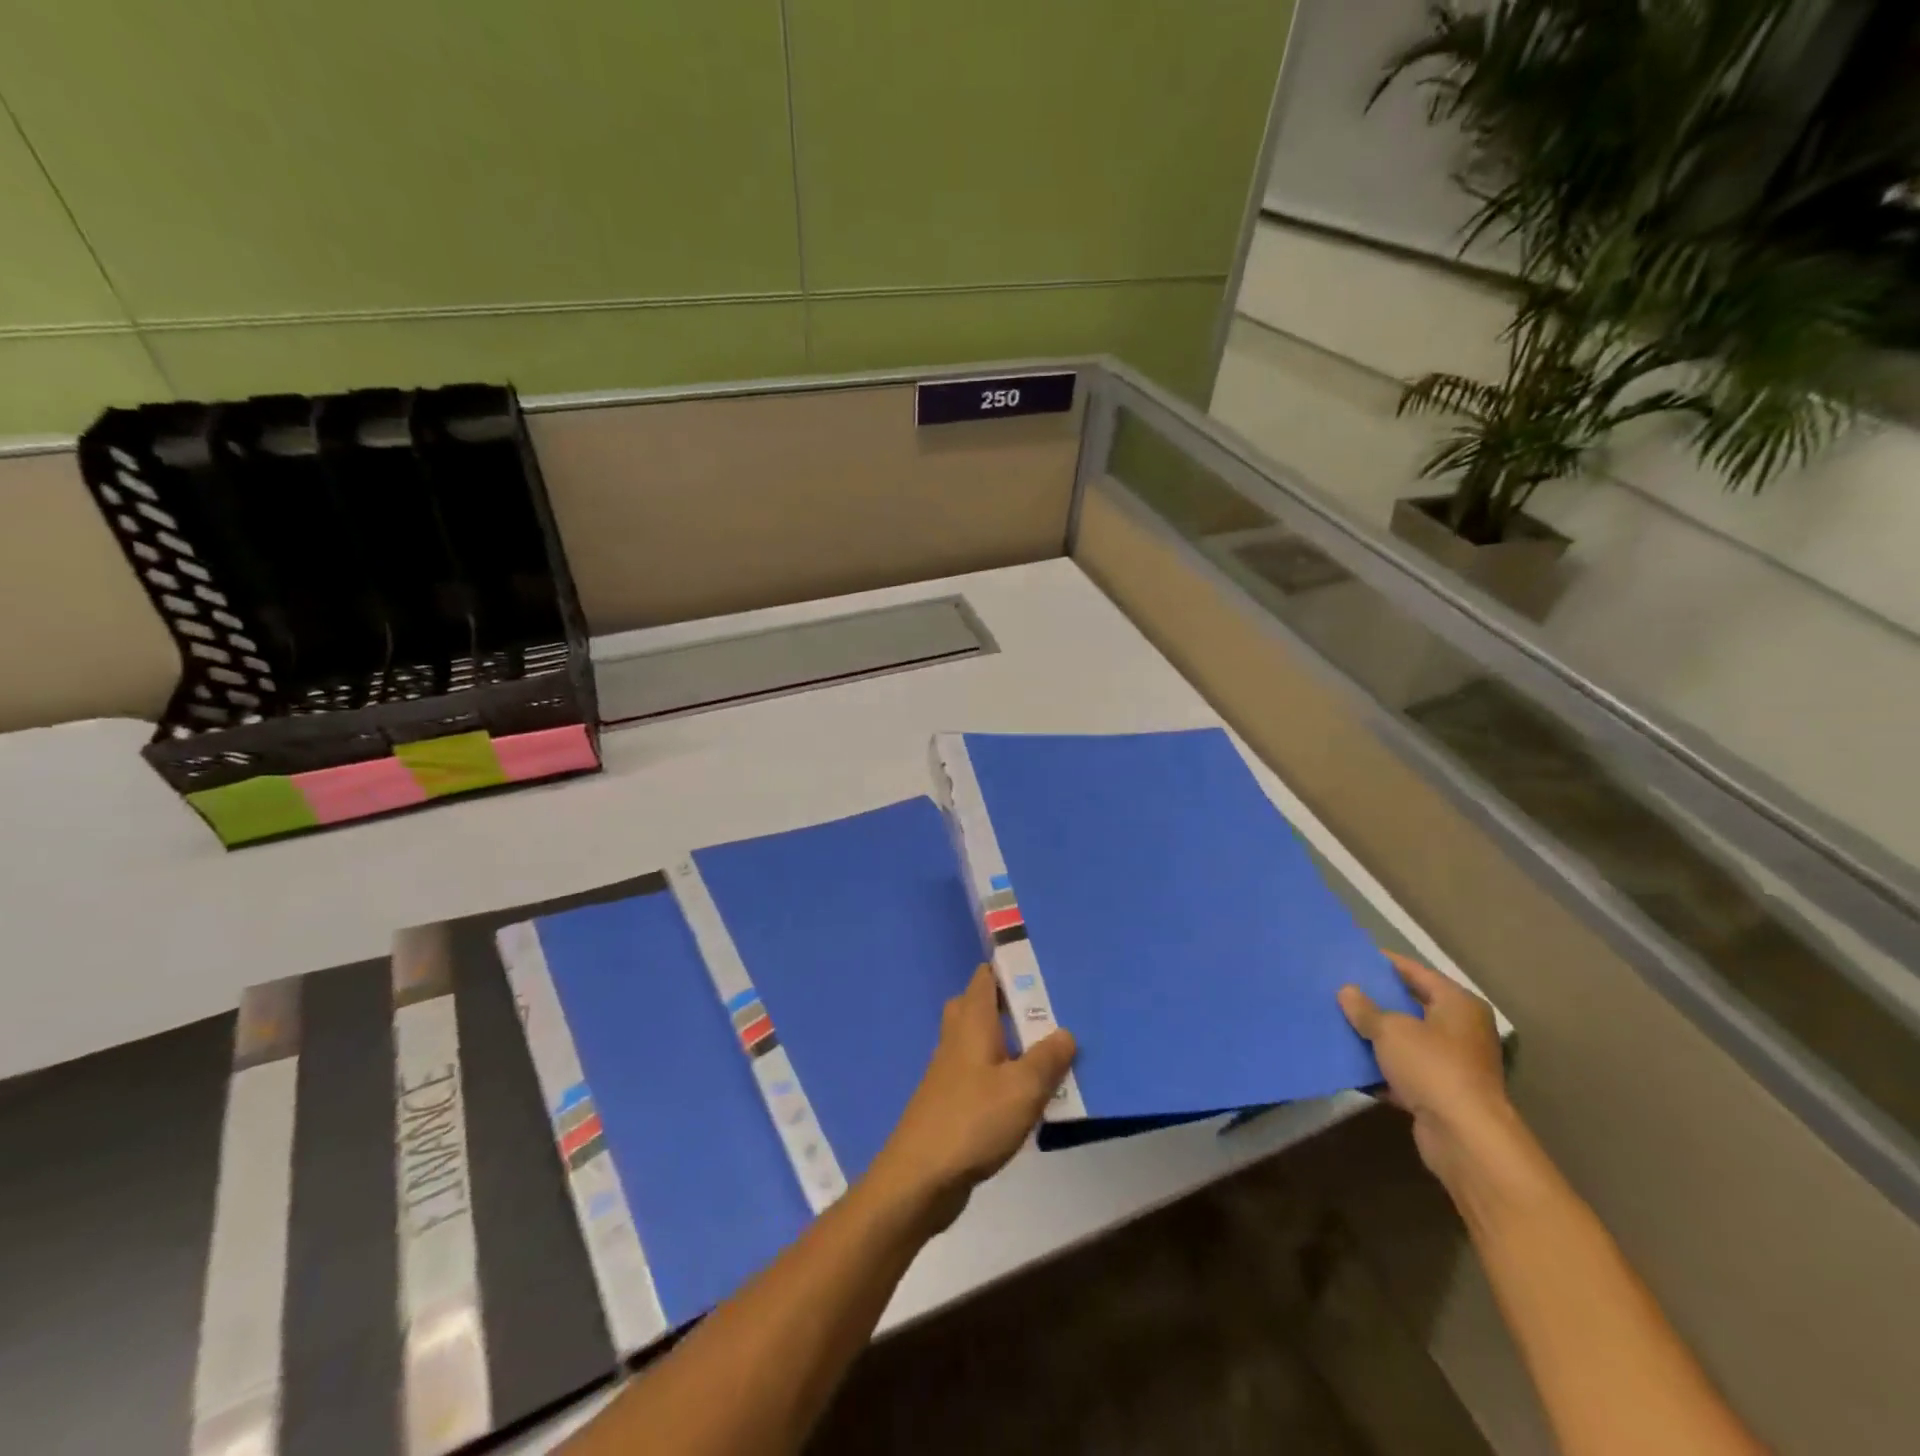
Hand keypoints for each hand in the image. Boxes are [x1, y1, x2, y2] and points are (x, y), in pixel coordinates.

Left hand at [867, 964, 1075, 1233]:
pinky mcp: (950, 1101)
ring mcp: (949, 1071)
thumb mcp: (1023, 1088)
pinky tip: (1024, 1096)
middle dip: (1008, 1005)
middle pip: (978, 1006)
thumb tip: (1065, 1032)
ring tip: (1045, 1054)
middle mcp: (957, 1038)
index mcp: (972, 1022)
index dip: (1008, 968)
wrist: (920, 1178)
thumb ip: (1047, 1058)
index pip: (985, 977)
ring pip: (979, 1041)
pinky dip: (1000, 1074)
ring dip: (1007, 1042)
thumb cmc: (973, 1121)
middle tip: (1046, 1014)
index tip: (1040, 971)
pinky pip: (978, 1073)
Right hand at [1339, 953, 1513, 1189]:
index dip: (1384, 963)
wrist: (1464, 1137)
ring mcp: (1453, 1063)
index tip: (1353, 956)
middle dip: (1377, 1000)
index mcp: (1458, 1004)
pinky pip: (1404, 1071)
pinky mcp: (1441, 1092)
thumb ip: (1365, 1009)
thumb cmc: (1432, 1067)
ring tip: (1339, 1021)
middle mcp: (1461, 1029)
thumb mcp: (1390, 1030)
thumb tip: (1347, 991)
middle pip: (1411, 1005)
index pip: (1416, 972)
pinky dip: (1382, 1068)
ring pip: (1406, 1040)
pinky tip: (1350, 1062)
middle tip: (1340, 988)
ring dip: (1376, 1036)